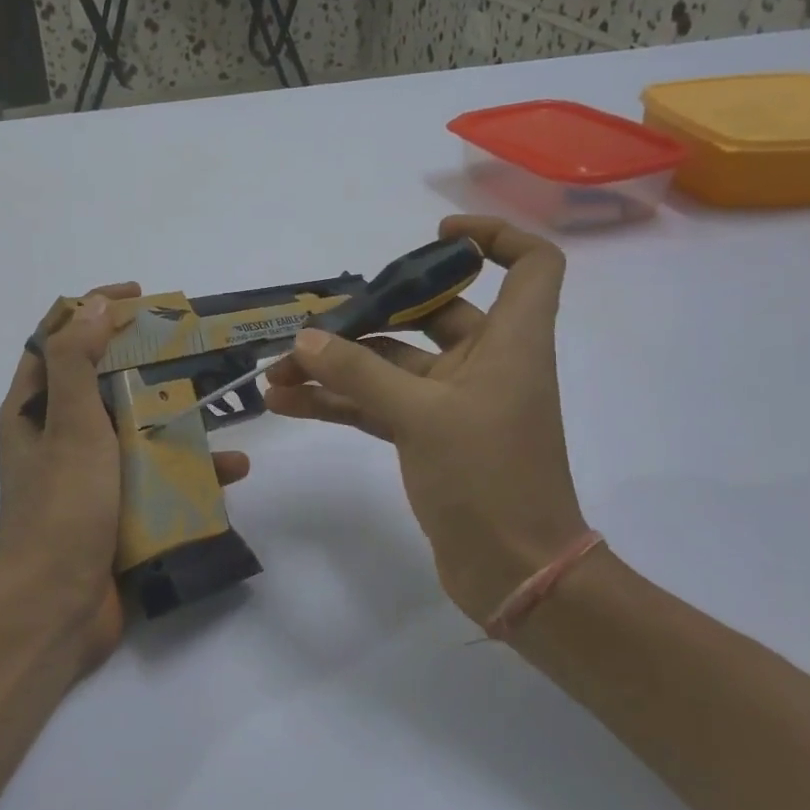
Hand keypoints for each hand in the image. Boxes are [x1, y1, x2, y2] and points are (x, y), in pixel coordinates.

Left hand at [0, 284, 249, 674]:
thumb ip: (76, 362)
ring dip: (176, 417)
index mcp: (32, 411)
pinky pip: (155, 477)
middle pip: (102, 381)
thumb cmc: (62, 508)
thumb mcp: (69, 426)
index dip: (90, 308)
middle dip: (144, 361)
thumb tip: (91, 304)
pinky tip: (231, 470)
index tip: (138, 297)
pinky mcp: (115, 509)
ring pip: (136, 429)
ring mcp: (87, 476)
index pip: (55, 338)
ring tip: (220, 407)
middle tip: (189, 346)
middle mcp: (56, 437)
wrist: (58, 610)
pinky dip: (189, 470)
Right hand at [264, 215, 588, 624]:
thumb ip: (359, 373)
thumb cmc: (489, 478)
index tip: (435, 238)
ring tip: (278, 373)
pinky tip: (288, 403)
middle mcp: (486, 363)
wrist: (514, 572)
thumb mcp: (421, 416)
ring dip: (339, 366)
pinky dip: (340, 402)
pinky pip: (379, 405)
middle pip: (434, 313)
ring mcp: (455, 403)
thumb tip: (304, 340)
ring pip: (392, 365)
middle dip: (370, 316)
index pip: (532, 265)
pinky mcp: (430, 438)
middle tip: (313, 326)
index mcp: (511, 342)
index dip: (493, 238)